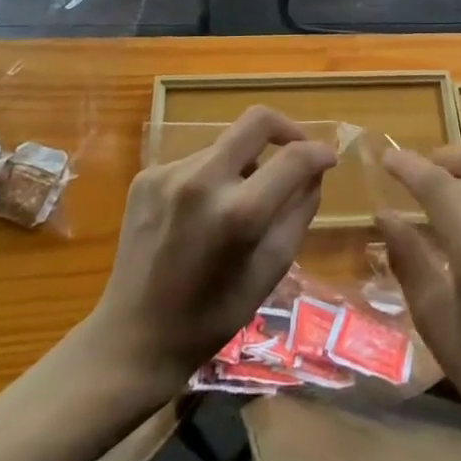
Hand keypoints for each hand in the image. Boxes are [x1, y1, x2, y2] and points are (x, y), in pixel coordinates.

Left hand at [84, 107, 335, 396]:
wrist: (132, 340)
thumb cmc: (211, 317)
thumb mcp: (270, 271)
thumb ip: (298, 214)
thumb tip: (314, 174)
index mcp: (238, 213)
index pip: (293, 157)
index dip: (319, 153)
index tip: (328, 159)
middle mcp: (202, 180)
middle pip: (256, 120)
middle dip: (286, 129)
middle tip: (296, 151)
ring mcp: (168, 174)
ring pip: (225, 146)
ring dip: (243, 164)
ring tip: (239, 204)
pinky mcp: (146, 177)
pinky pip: (195, 162)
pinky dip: (211, 178)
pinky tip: (201, 216)